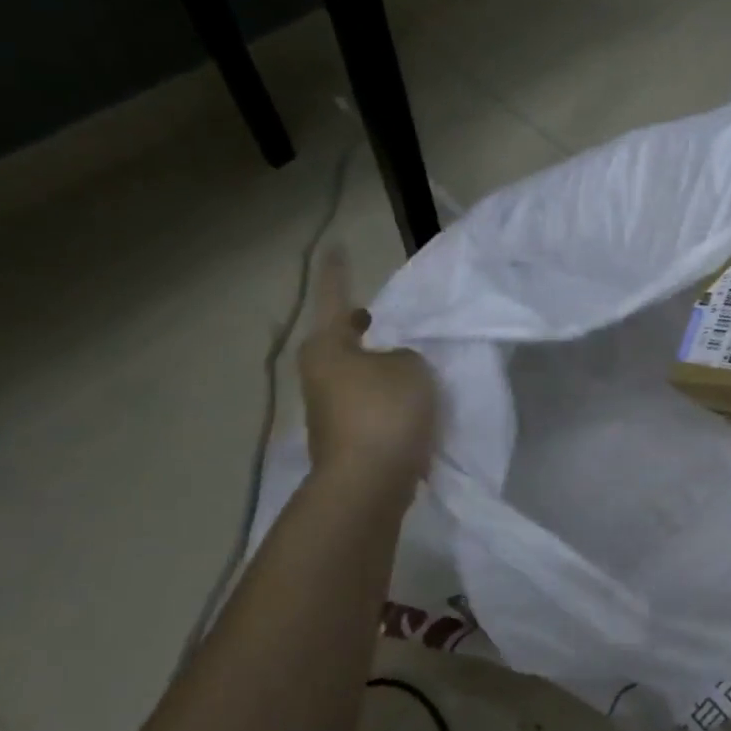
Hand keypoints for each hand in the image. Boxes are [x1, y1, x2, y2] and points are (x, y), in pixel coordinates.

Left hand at [297, 249, 438, 493]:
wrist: (369, 483)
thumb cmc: (385, 411)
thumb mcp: (411, 367)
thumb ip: (406, 355)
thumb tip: (394, 365)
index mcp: (329, 346)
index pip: (335, 297)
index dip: (338, 272)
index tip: (335, 247)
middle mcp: (319, 374)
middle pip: (340, 340)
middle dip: (362, 329)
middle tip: (385, 318)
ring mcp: (329, 409)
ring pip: (356, 374)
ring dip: (377, 365)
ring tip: (409, 360)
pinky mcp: (345, 437)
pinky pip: (369, 402)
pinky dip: (386, 395)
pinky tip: (411, 399)